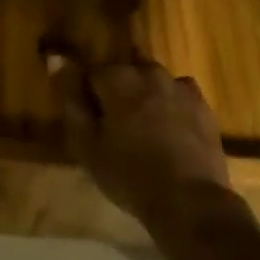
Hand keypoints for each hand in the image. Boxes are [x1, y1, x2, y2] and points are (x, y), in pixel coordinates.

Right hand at [46, 51, 231, 226]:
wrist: (188, 201)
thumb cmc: (128, 174)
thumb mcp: (87, 144)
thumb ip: (71, 99)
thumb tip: (56, 59)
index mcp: (118, 79)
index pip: (93, 72)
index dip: (88, 94)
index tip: (89, 117)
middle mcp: (149, 73)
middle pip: (126, 70)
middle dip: (117, 89)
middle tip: (115, 123)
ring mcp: (180, 88)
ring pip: (154, 78)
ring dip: (145, 93)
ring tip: (143, 124)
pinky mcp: (203, 105)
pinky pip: (180, 93)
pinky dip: (171, 102)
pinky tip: (171, 126)